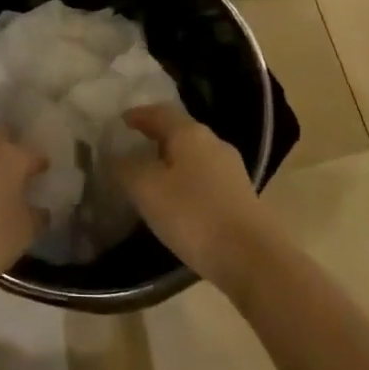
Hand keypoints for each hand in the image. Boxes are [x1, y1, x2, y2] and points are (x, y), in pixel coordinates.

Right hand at [116, 104, 270, 288]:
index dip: (139, 114)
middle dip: (156, 137)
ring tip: (151, 176)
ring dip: (171, 161)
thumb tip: (117, 156)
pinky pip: (205, 178)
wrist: (251, 257)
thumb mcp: (147, 190)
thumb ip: (127, 168)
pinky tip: (177, 200)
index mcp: (191, 134)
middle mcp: (214, 143)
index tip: (121, 121)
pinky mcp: (240, 196)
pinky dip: (186, 180)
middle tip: (133, 148)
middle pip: (180, 132)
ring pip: (194, 156)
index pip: (160, 112)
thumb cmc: (193, 215)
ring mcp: (231, 170)